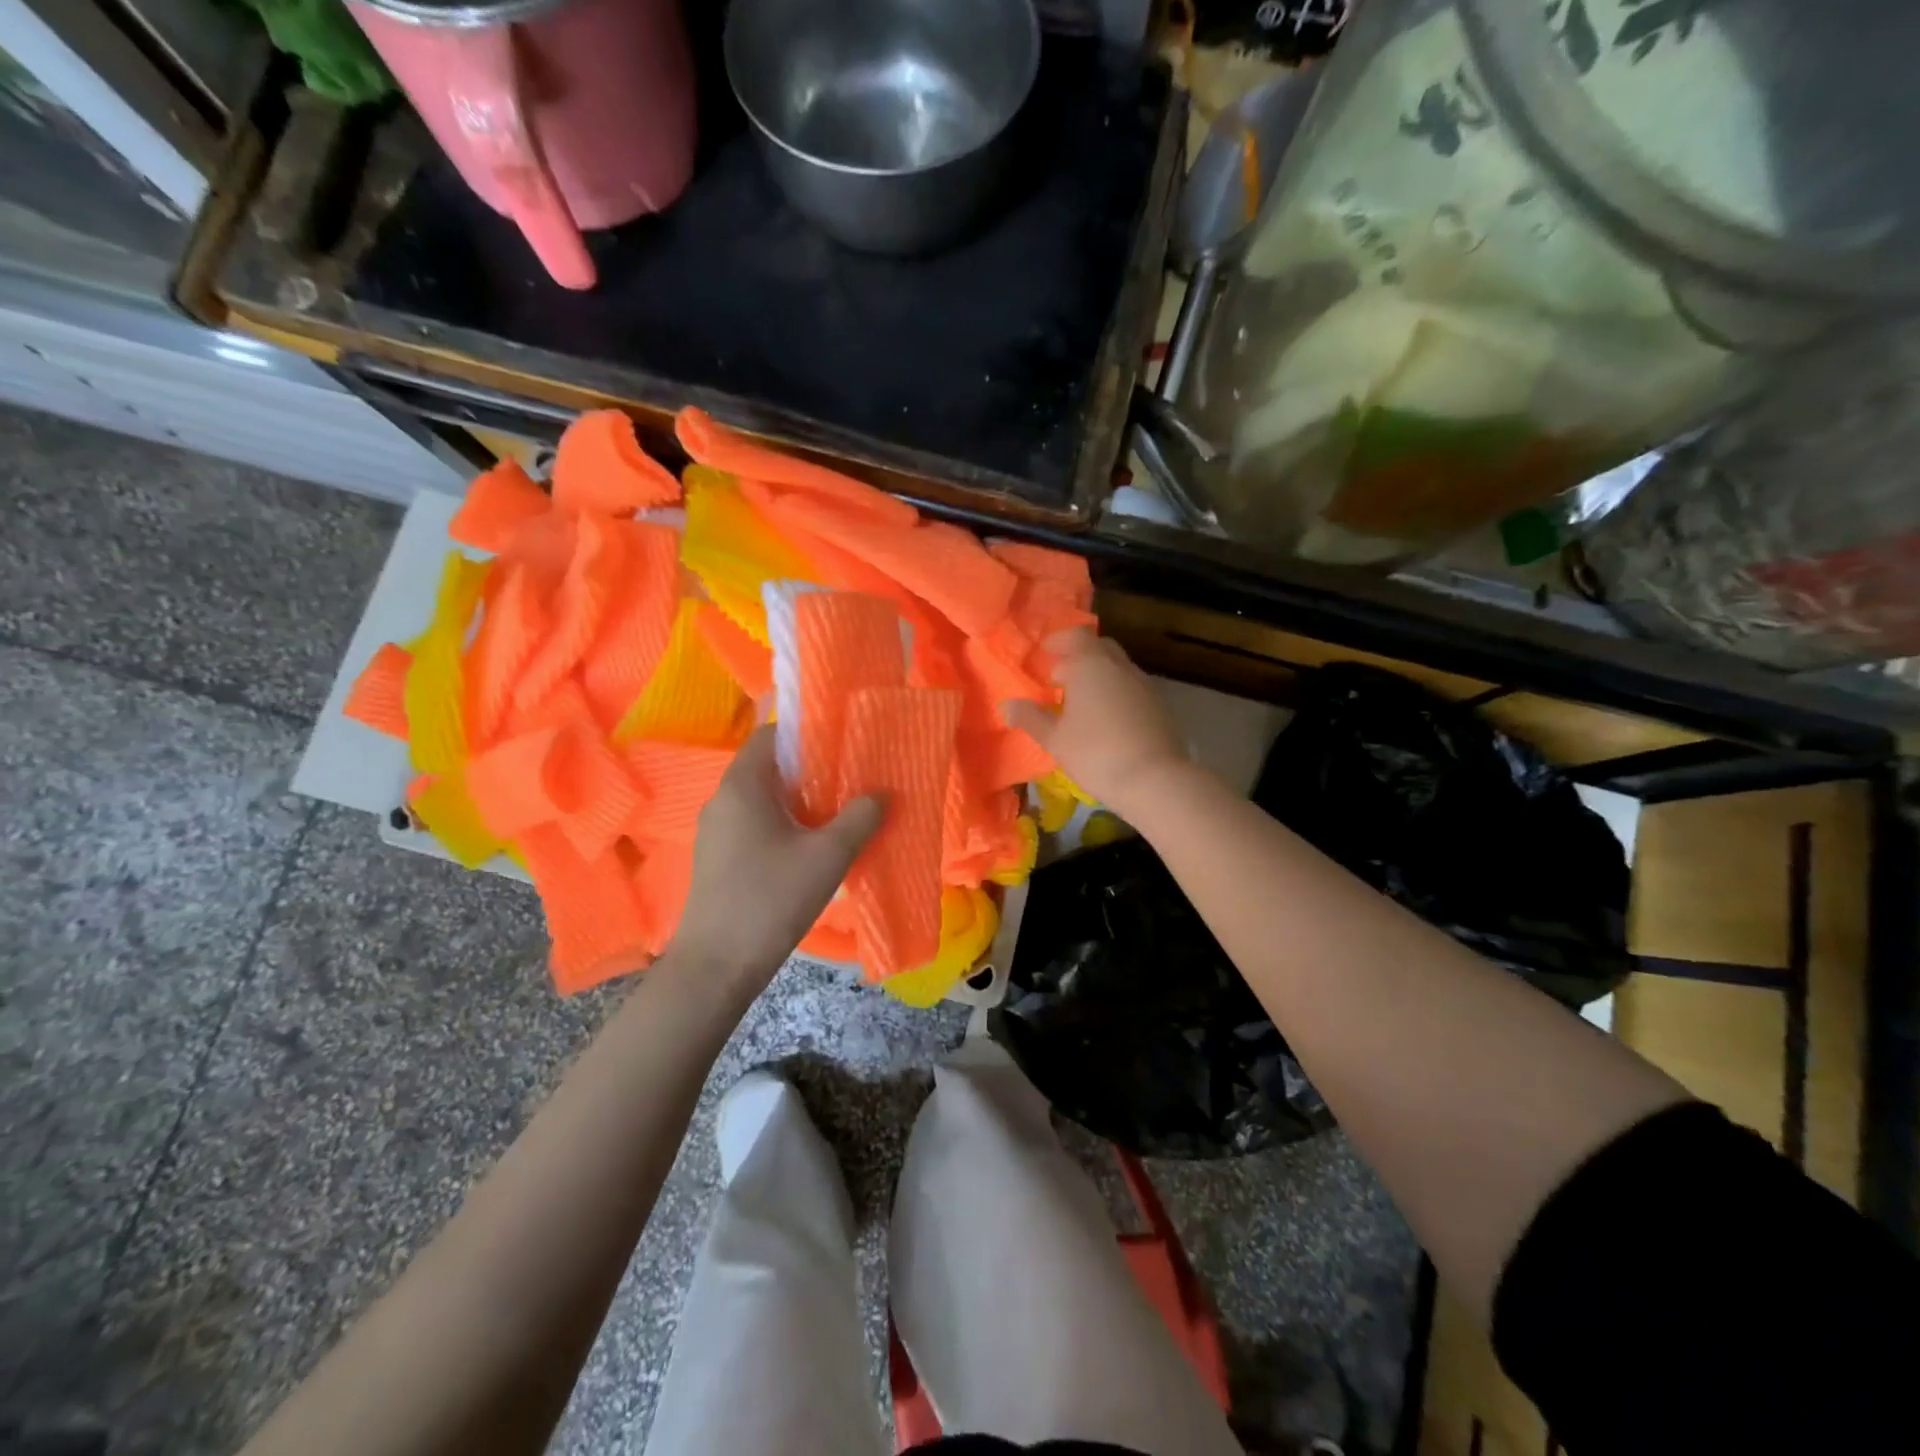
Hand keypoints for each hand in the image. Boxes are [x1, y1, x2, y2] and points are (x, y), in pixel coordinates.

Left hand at [673, 726, 883, 990]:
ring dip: (798, 801)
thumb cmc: (771, 899)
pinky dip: (783, 824)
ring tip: (837, 812)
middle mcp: (723, 800)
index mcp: (742, 786)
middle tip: (850, 778)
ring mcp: (716, 832)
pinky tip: (810, 847)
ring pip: (762, 800)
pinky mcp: (718, 859)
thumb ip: (859, 819)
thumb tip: (881, 794)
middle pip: (768, 768)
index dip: (805, 733)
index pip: (770, 736)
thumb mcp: (828, 856)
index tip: (841, 743)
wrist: (717, 966)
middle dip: (809, 770)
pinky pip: (754, 825)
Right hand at [1003, 629, 1186, 817]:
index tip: (1046, 654)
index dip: (1059, 641)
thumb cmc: (1095, 753)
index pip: (1076, 636)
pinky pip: (1132, 688)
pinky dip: (1116, 693)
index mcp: (1091, 665)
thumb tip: (1006, 705)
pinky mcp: (1160, 705)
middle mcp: (1119, 666)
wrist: (1155, 779)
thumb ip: (1030, 718)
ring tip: (1081, 703)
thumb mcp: (1055, 739)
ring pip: (1118, 668)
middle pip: (1099, 648)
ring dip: (1099, 676)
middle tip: (1060, 678)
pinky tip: (1107, 720)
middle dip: (1079, 657)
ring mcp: (1144, 684)